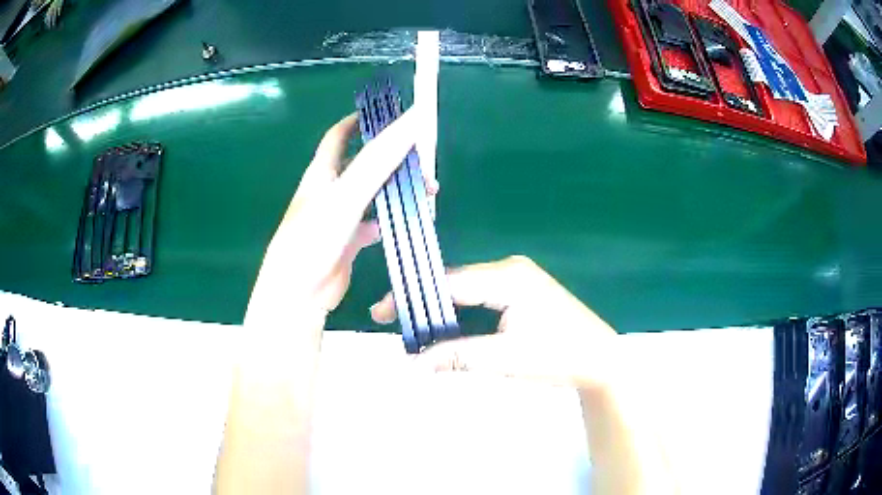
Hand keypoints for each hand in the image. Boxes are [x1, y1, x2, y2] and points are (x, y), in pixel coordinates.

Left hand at [246, 109, 422, 323]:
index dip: (358, 120)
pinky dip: (389, 220)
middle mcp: (329, 190)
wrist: (300, 292)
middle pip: (363, 163)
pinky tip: (405, 223)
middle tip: (422, 160)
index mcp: (322, 172)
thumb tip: (412, 121)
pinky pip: (373, 224)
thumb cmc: (316, 236)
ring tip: (425, 191)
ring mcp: (339, 217)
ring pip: (372, 193)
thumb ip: (379, 159)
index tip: (386, 114)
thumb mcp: (348, 193)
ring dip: (396, 188)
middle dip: (391, 157)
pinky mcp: (348, 241)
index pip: (338, 136)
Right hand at [370, 255, 618, 388]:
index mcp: (507, 277)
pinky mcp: (521, 294)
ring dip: (442, 313)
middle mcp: (509, 270)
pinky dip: (461, 317)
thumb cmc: (558, 356)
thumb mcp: (505, 358)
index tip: (382, 313)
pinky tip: (447, 332)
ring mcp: (517, 280)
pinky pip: (481, 300)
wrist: (599, 360)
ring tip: (414, 332)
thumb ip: (458, 357)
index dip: (412, 298)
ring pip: (467, 293)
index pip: (448, 282)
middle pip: (455, 284)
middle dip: (424, 306)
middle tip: (395, 325)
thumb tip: (414, 365)